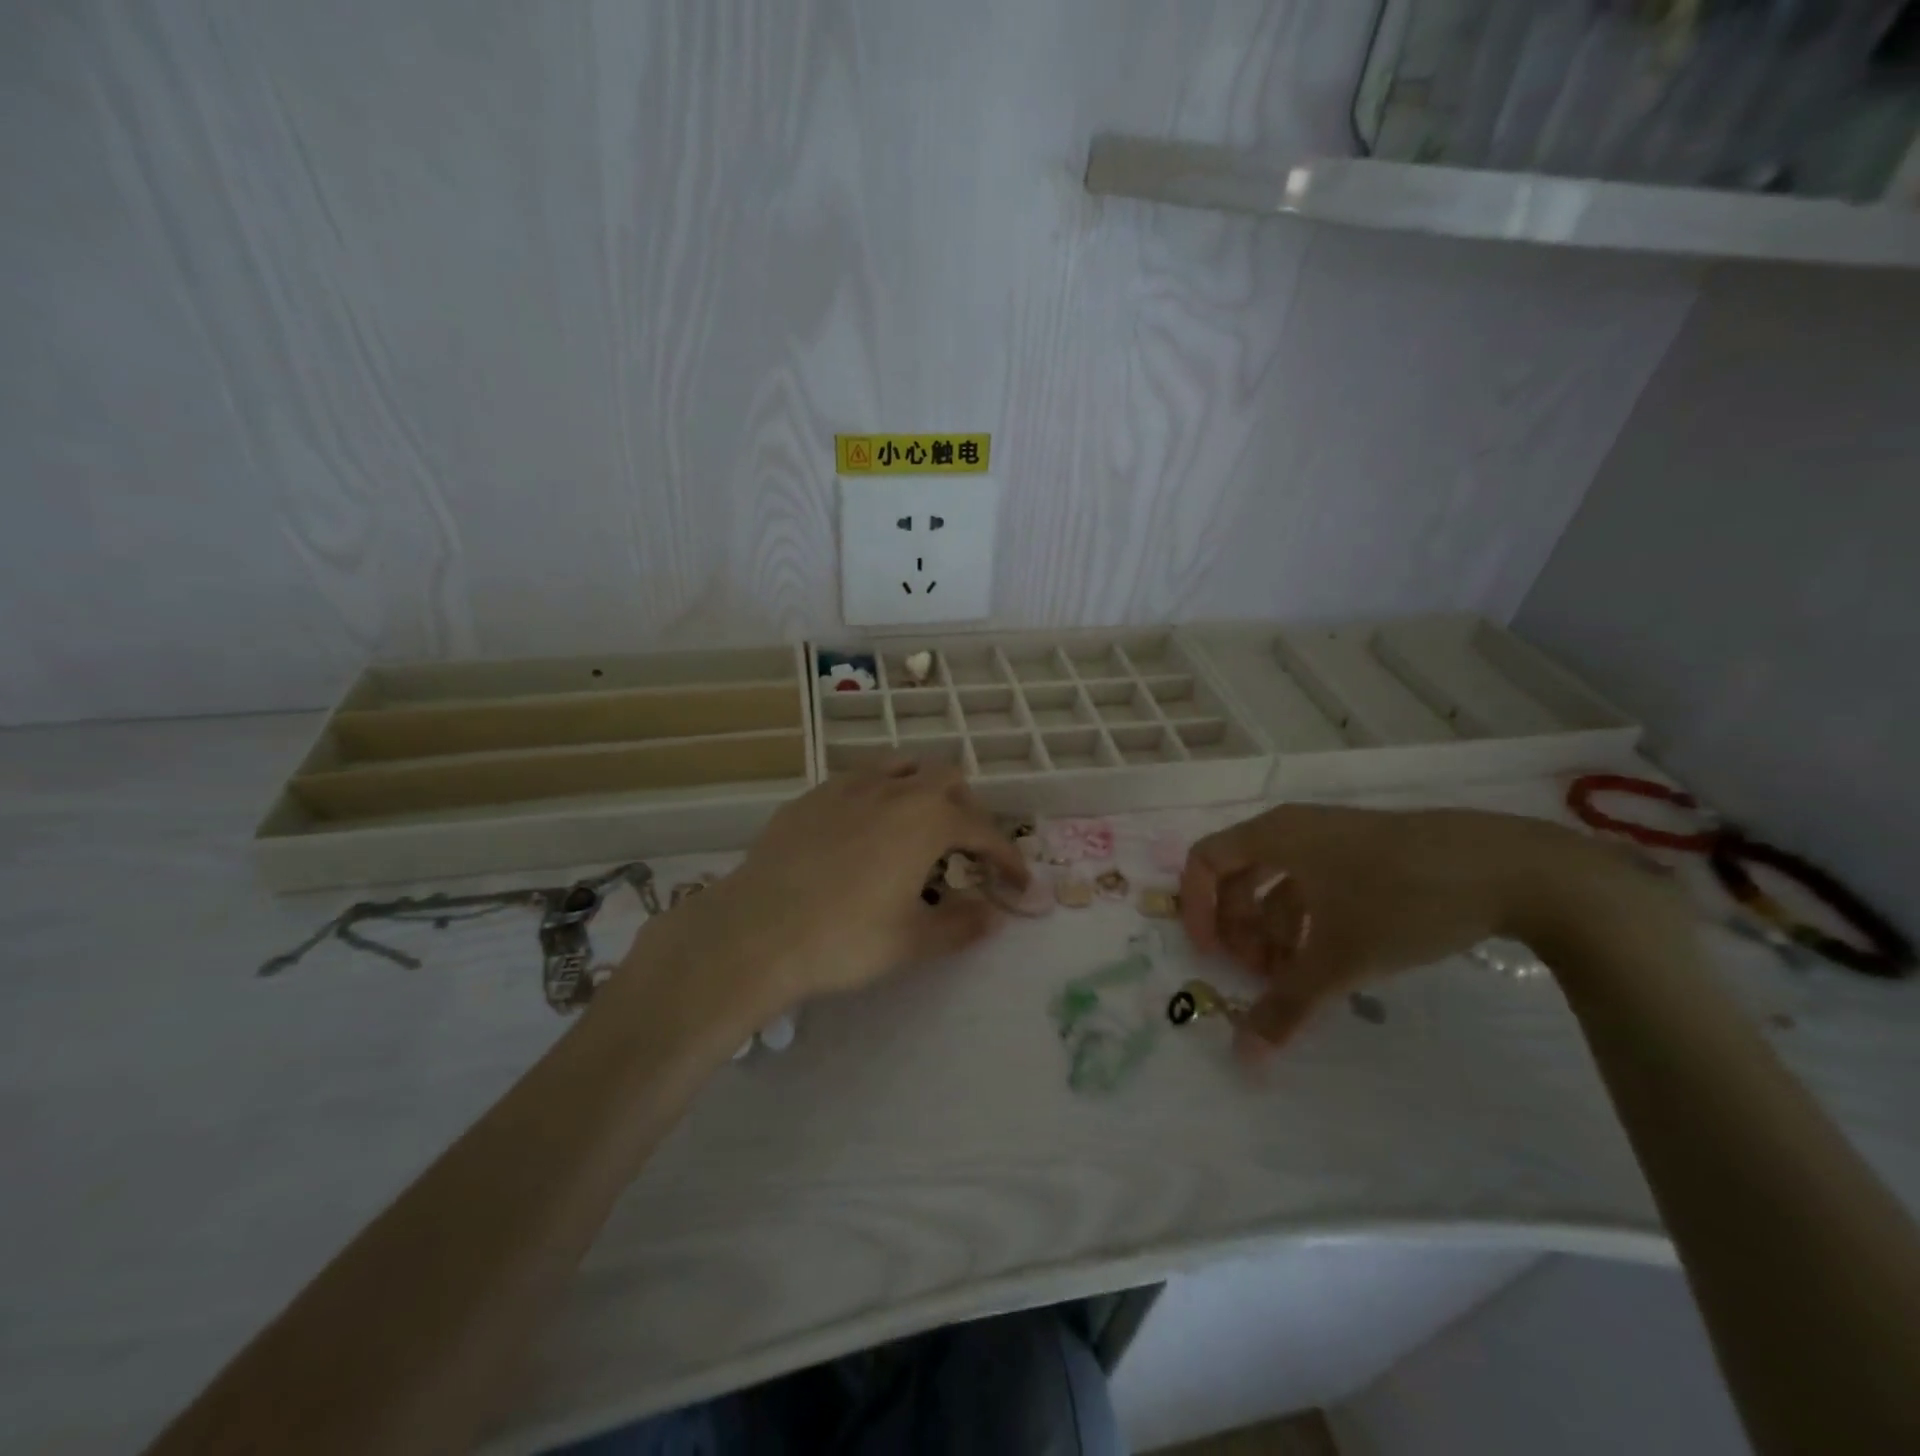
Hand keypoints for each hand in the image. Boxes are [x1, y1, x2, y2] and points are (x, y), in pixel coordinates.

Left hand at [624, 760, 1027, 1029]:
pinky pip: (860, 779)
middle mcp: (893, 790)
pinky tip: (864, 831)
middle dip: (967, 810)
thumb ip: (962, 924)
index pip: (984, 831)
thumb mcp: (913, 941)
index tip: (1018, 884)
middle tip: (965, 852)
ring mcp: (848, 786)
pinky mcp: (812, 796)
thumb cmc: (845, 939)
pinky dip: (879, 795)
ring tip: (918, 828)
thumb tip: (993, 914)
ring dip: (923, 789)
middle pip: (947, 778)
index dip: (1008, 858)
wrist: (756, 932)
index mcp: (927, 820)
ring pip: (902, 766)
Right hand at [1179, 804, 1603, 1051]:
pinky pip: (1317, 886)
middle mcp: (1295, 830)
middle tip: (1258, 974)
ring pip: (1280, 885)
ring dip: (1275, 932)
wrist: (1514, 870)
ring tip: (1296, 980)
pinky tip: (1333, 962)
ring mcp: (1335, 840)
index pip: (1205, 860)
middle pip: (1239, 875)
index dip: (1197, 908)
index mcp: (1275, 835)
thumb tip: (1245, 1057)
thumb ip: (1287, 1004)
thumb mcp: (1341, 959)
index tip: (1211, 955)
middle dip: (1239, 928)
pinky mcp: (1370, 855)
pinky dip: (1310, 924)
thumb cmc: (1403, 900)